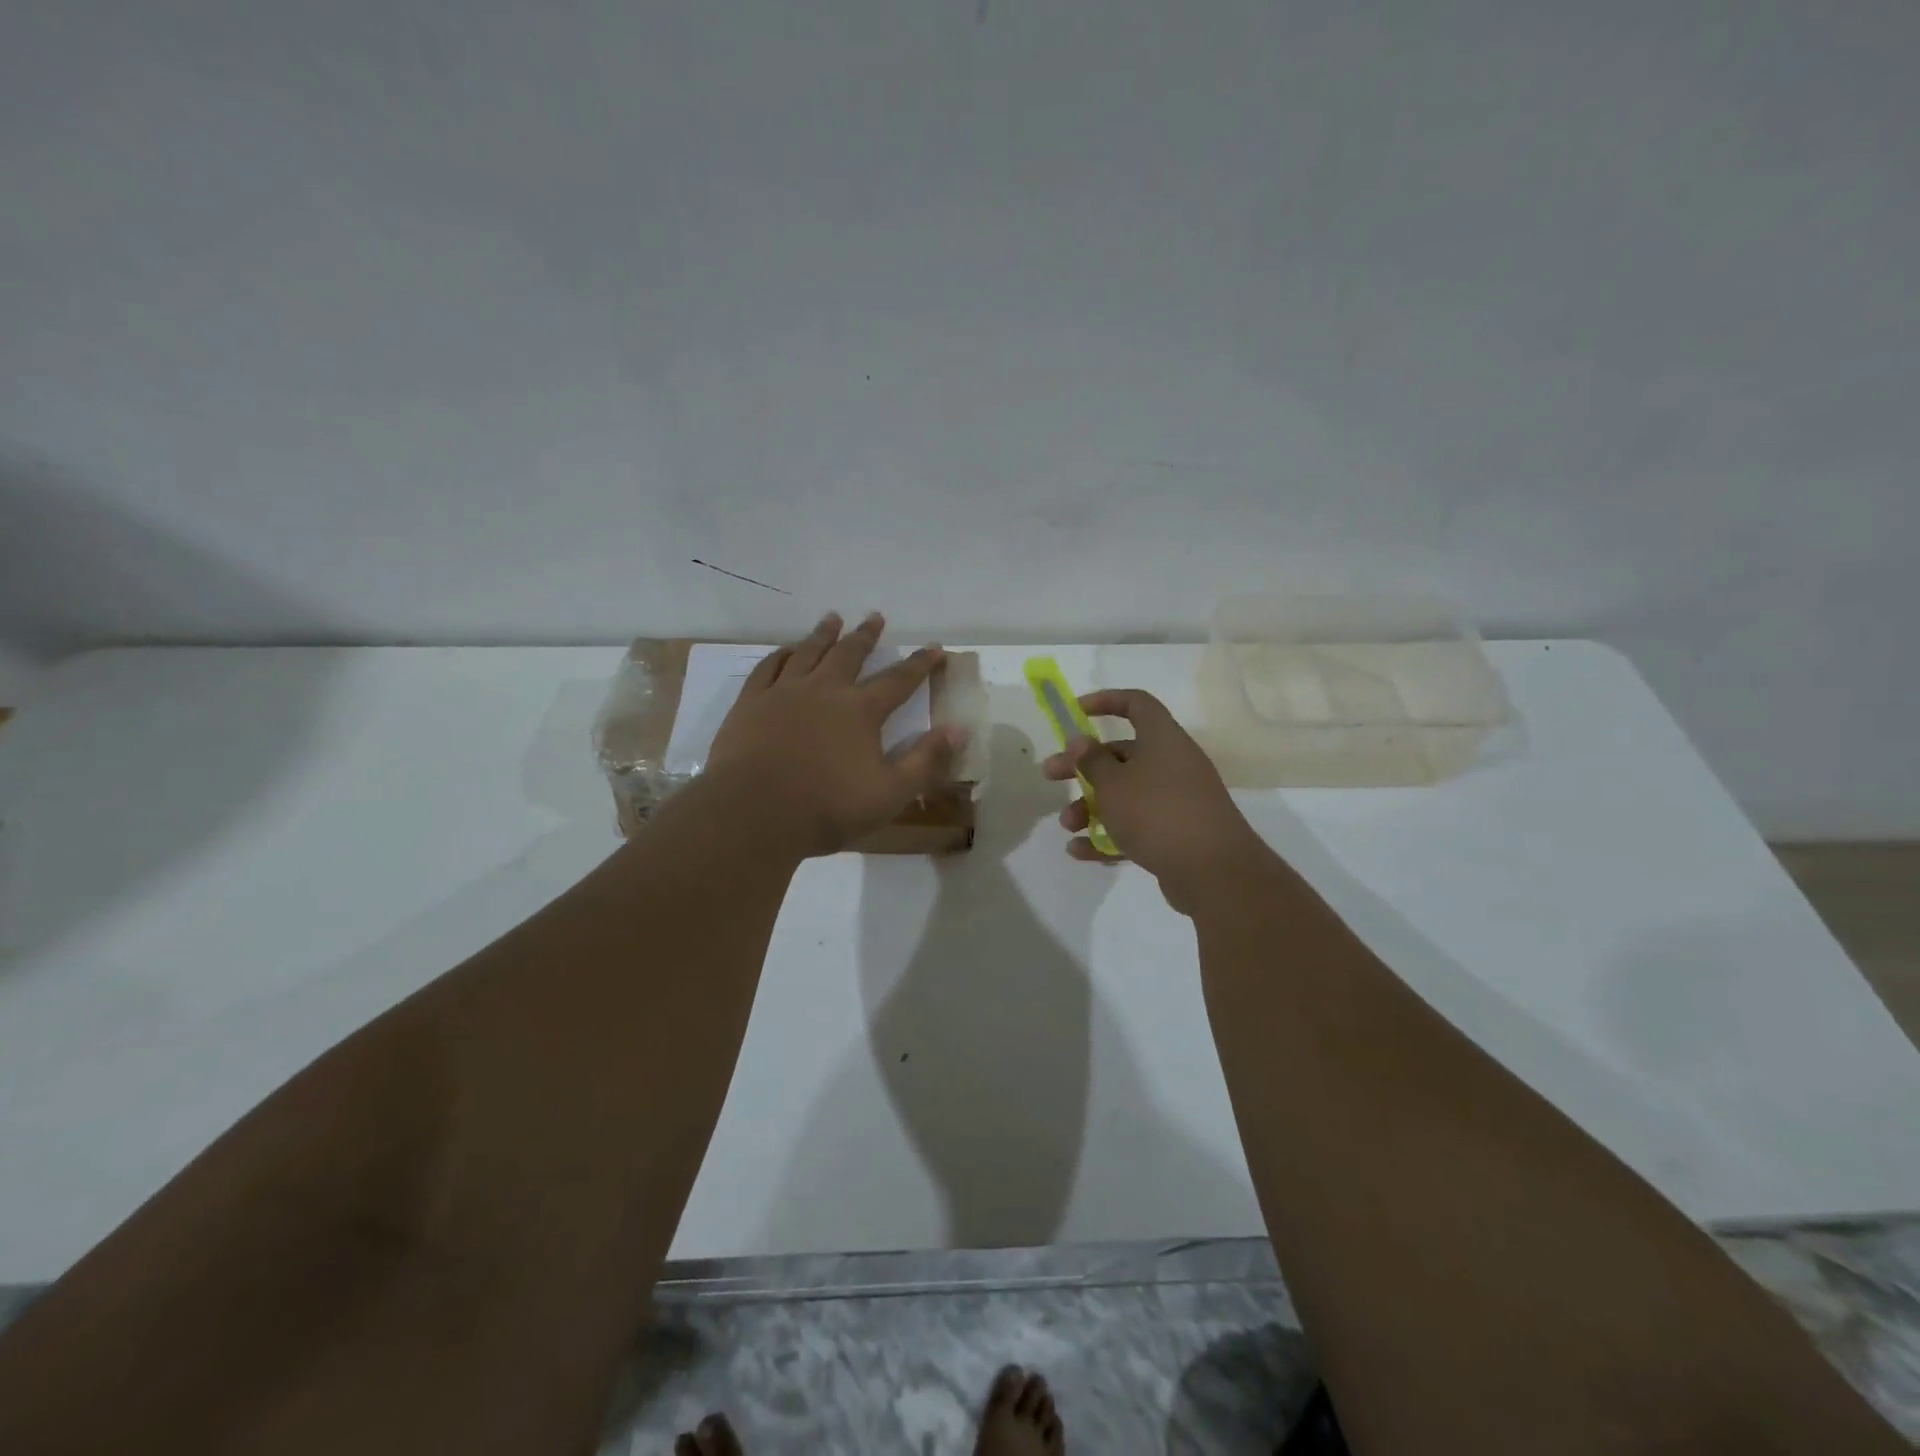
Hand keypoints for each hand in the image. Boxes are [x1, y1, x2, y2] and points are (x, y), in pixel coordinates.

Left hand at [706, 611, 967, 856]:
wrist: (753, 813)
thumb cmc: (827, 807)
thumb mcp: (890, 793)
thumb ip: (926, 760)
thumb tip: (959, 730)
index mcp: (860, 711)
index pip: (899, 680)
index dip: (920, 664)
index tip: (935, 648)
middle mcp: (824, 691)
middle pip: (849, 654)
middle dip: (866, 635)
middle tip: (874, 617)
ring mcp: (783, 693)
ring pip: (808, 652)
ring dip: (823, 634)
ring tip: (832, 618)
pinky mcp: (751, 703)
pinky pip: (768, 668)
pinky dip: (780, 655)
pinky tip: (785, 650)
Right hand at [1041, 689, 1268, 912]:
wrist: (1213, 872)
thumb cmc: (1157, 813)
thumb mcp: (1114, 784)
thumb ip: (1091, 761)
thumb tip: (1079, 739)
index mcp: (1163, 740)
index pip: (1136, 704)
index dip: (1105, 701)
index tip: (1075, 712)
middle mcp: (1172, 764)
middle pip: (1121, 755)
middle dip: (1082, 767)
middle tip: (1050, 776)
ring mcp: (1176, 801)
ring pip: (1125, 795)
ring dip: (1091, 806)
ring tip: (1067, 825)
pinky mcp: (1175, 834)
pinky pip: (1136, 827)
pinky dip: (1108, 835)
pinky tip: (1079, 851)